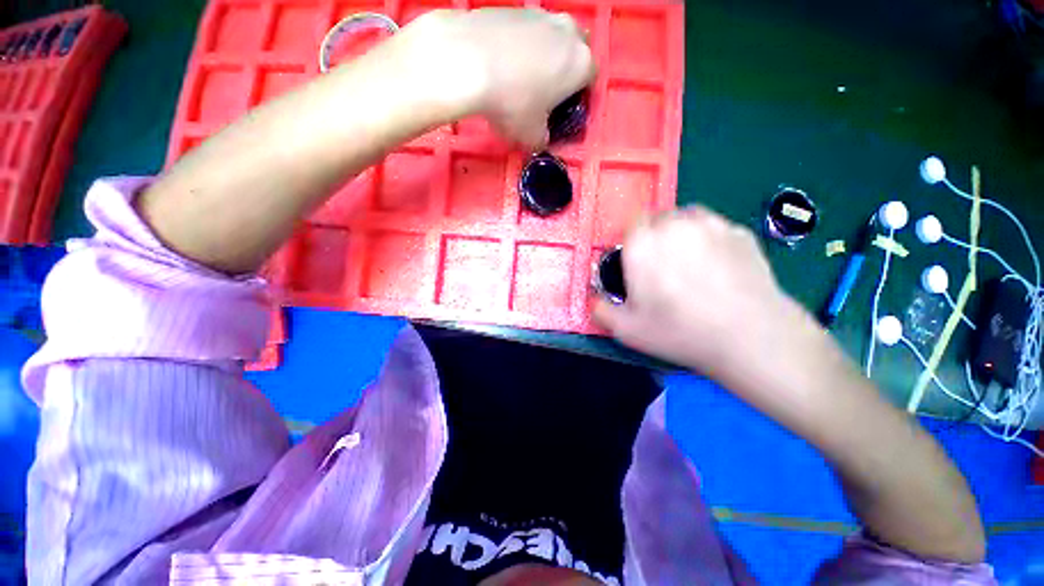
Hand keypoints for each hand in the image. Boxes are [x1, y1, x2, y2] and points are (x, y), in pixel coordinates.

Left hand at [399, 9, 595, 147]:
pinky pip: (523, 30)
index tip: (562, 109)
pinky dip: (517, 45)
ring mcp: (539, 14)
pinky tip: (499, 63)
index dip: (577, 97)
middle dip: (564, 68)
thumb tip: (541, 139)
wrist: (467, 61)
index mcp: (580, 63)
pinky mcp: (512, 7)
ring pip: (549, 37)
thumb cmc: (511, 103)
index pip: (590, 79)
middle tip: (545, 91)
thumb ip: (543, 139)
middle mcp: (567, 31)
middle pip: (574, 50)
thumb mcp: (532, 136)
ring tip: (518, 78)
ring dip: (541, 54)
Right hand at [594, 207, 817, 377]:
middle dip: (654, 238)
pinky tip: (717, 267)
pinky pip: (714, 228)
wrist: (750, 336)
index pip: (630, 224)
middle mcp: (674, 225)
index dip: (631, 242)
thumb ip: (600, 310)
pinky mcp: (740, 232)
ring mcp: (711, 224)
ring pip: (685, 219)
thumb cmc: (680, 331)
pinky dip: (709, 240)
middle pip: (656, 219)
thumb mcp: (627, 329)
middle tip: (662, 269)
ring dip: (680, 234)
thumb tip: (594, 300)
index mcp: (642, 244)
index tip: (637, 263)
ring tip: (688, 264)